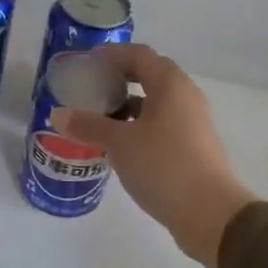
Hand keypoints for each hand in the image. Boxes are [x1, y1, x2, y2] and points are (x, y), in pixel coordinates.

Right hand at [50, 44, 256, 267]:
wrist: (210, 213)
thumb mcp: (119, 143)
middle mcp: (185, 96)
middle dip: (118, 79)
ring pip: (155, 102)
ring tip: (97, 117)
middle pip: (149, 75)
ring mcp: (192, 122)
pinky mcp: (192, 146)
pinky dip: (138, 125)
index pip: (139, 54)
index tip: (85, 63)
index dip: (111, 54)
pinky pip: (160, 123)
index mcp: (170, 85)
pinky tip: (118, 143)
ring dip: (127, 105)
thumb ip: (88, 125)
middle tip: (89, 88)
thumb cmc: (163, 166)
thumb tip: (56, 114)